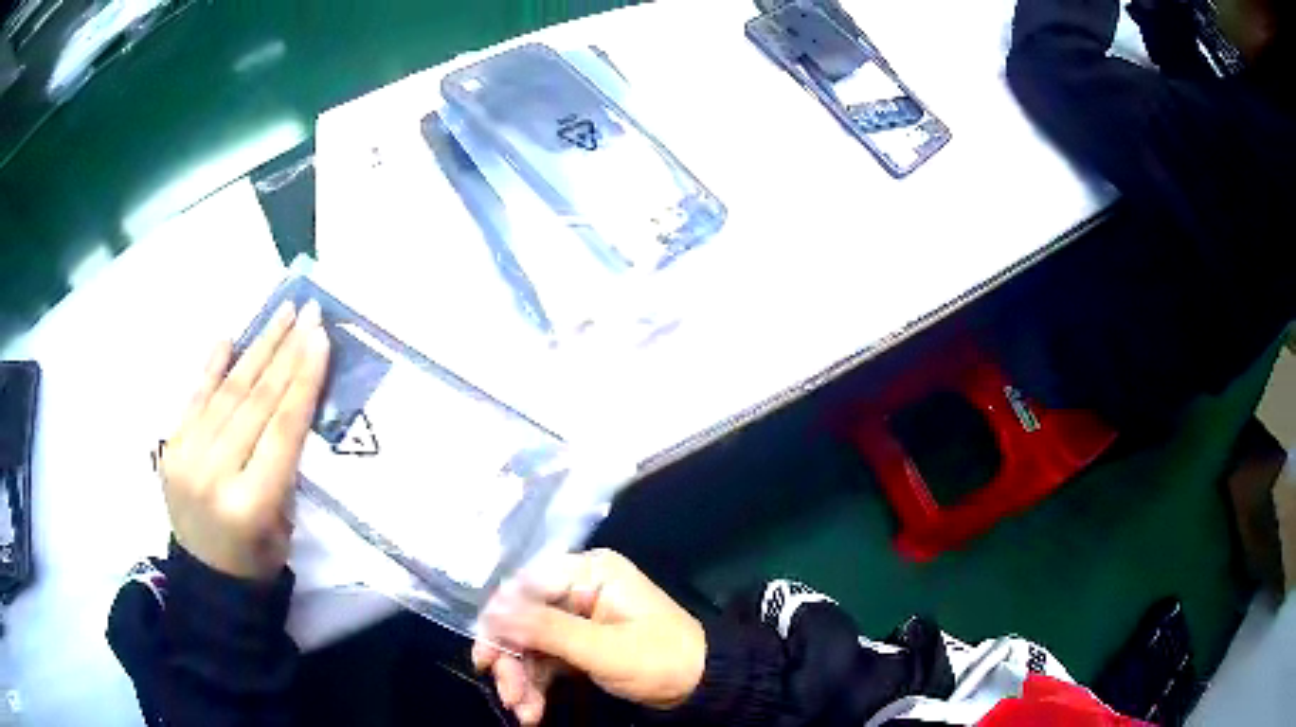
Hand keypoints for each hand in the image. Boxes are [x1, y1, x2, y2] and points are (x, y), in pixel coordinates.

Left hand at [161, 300, 329, 579]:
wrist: (206, 578)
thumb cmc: (258, 560)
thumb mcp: (285, 522)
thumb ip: (284, 463)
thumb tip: (291, 400)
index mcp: (251, 503)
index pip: (282, 429)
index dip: (302, 379)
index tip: (319, 337)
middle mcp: (214, 474)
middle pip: (254, 402)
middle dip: (284, 352)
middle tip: (306, 312)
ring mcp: (186, 456)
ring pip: (226, 392)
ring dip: (256, 349)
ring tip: (280, 314)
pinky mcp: (170, 447)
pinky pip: (194, 397)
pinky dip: (212, 366)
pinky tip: (230, 337)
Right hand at [472, 550, 705, 725]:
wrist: (701, 687)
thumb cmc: (660, 659)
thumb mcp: (603, 649)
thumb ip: (547, 629)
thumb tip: (493, 611)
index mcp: (589, 573)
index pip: (527, 586)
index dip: (500, 620)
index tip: (486, 655)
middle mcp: (579, 589)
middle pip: (523, 619)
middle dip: (512, 660)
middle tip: (507, 694)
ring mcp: (578, 618)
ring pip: (530, 644)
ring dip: (521, 678)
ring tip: (523, 711)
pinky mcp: (579, 644)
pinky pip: (545, 660)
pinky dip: (536, 685)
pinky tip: (532, 711)